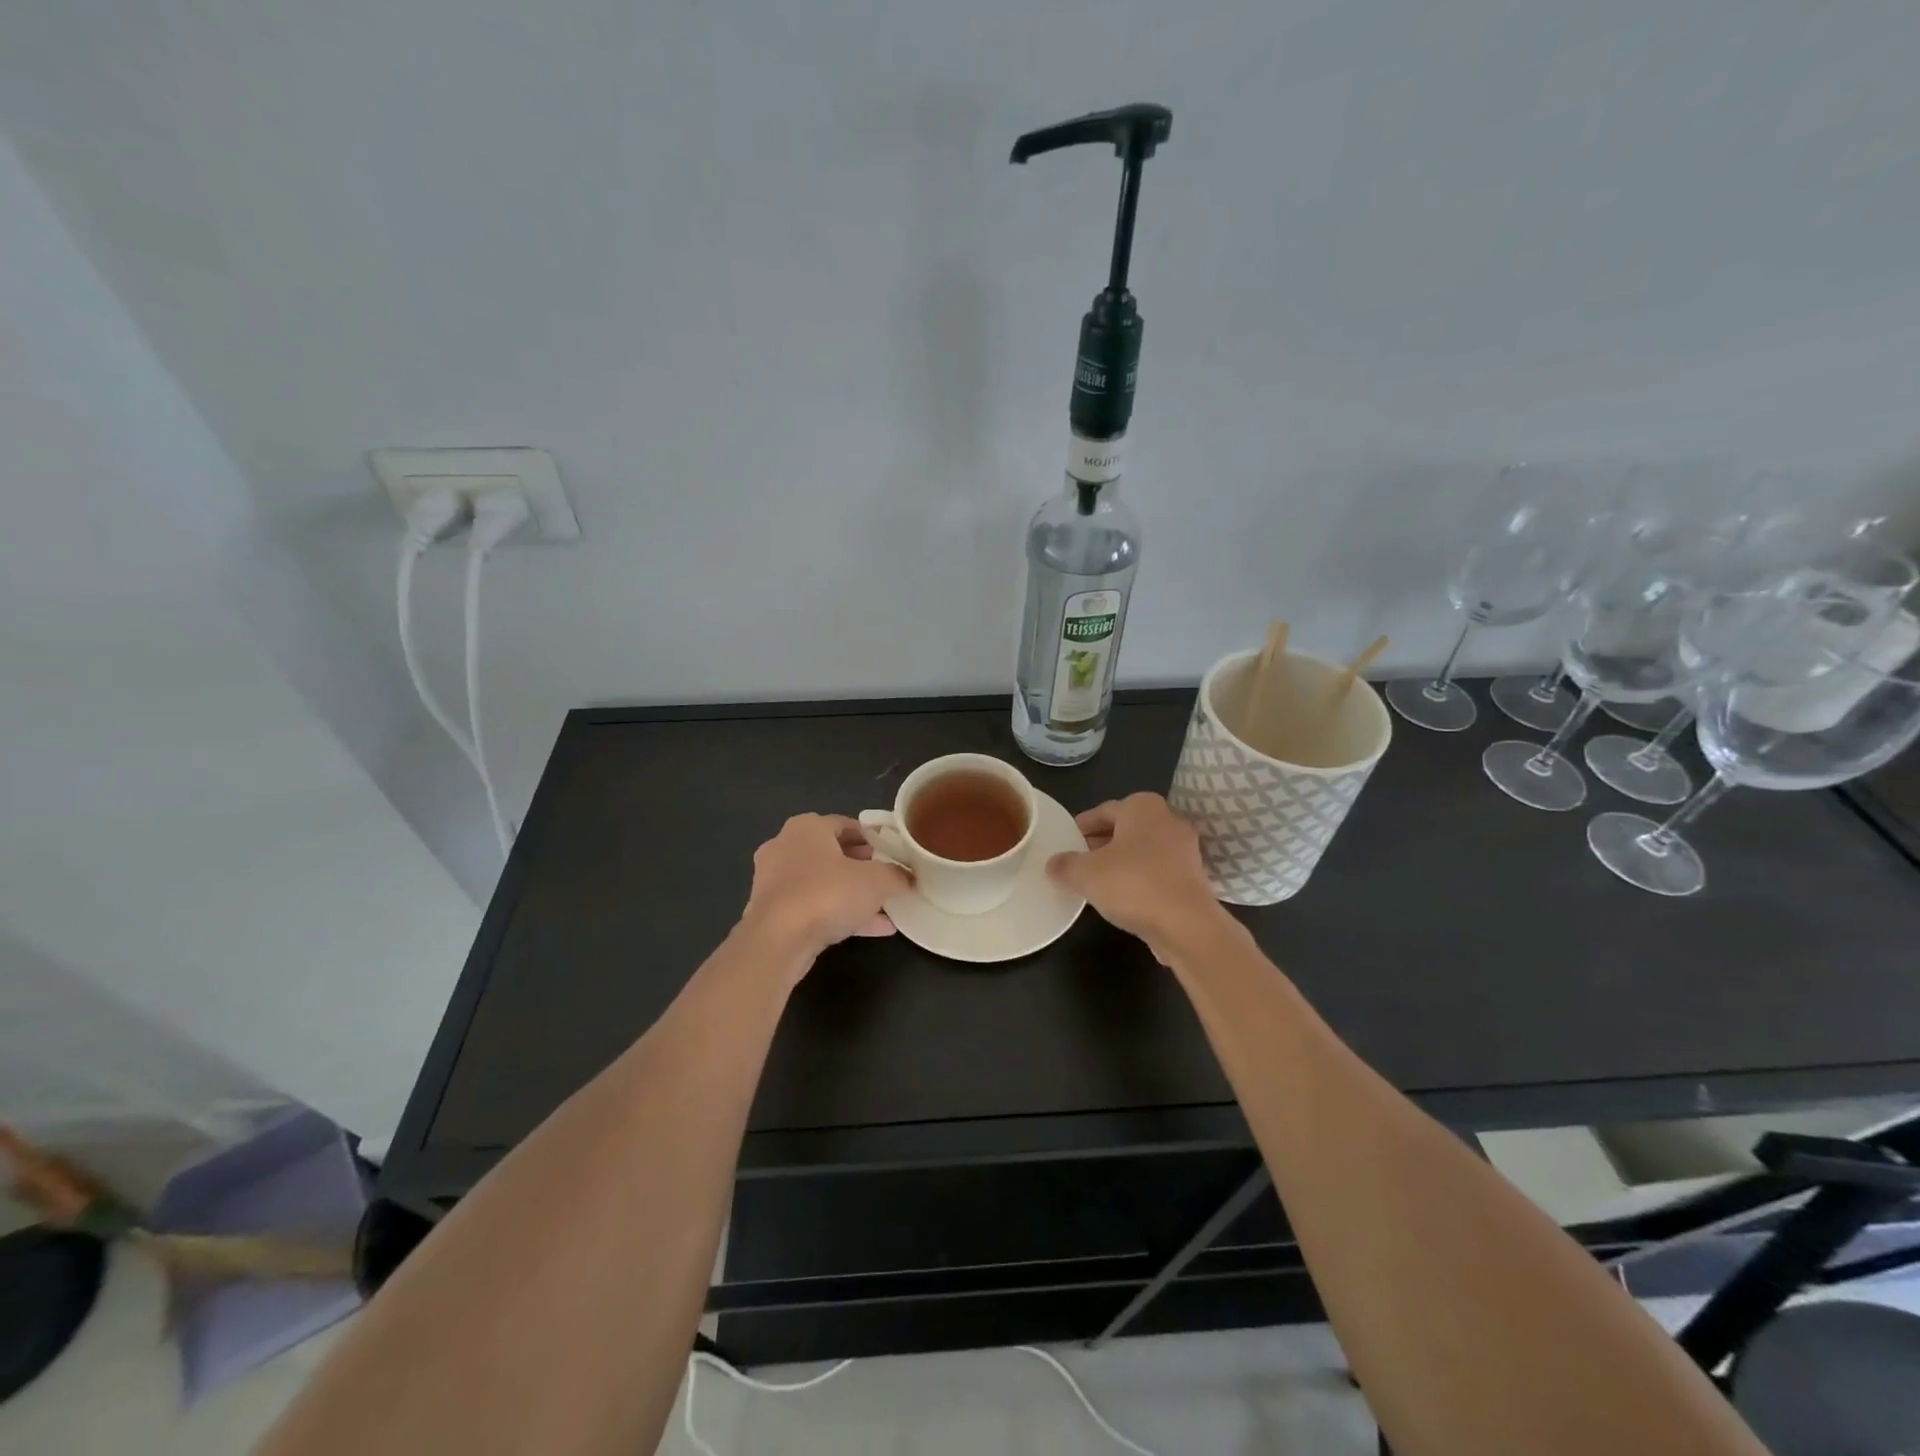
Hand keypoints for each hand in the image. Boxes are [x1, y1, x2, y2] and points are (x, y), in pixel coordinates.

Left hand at [741, 814, 913, 967]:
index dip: (872, 837)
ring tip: (885, 907)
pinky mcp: (772, 913)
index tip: (892, 852)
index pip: (845, 824)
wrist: (777, 942)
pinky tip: (873, 929)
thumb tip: (910, 877)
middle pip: (832, 853)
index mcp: (806, 827)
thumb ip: (897, 875)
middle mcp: (785, 847)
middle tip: (886, 876)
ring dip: (852, 894)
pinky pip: (813, 907)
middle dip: (861, 866)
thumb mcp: (876, 881)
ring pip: (823, 883)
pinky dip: (839, 914)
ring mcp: (774, 882)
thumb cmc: (827, 894)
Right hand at [1046, 793, 1225, 956]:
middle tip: (1077, 860)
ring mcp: (1184, 850)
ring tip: (1095, 881)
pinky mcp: (1193, 878)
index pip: (1104, 810)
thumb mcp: (1085, 874)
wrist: (1186, 925)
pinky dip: (1138, 878)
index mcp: (1142, 807)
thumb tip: (1053, 864)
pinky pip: (1157, 871)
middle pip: (1125, 828)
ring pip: (1142, 851)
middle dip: (1100, 843)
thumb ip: (1064, 865)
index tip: (1066, 840)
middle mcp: (1167, 820)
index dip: (1082, 826)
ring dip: (1120, 862)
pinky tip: (1121, 897)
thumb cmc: (1133, 884)